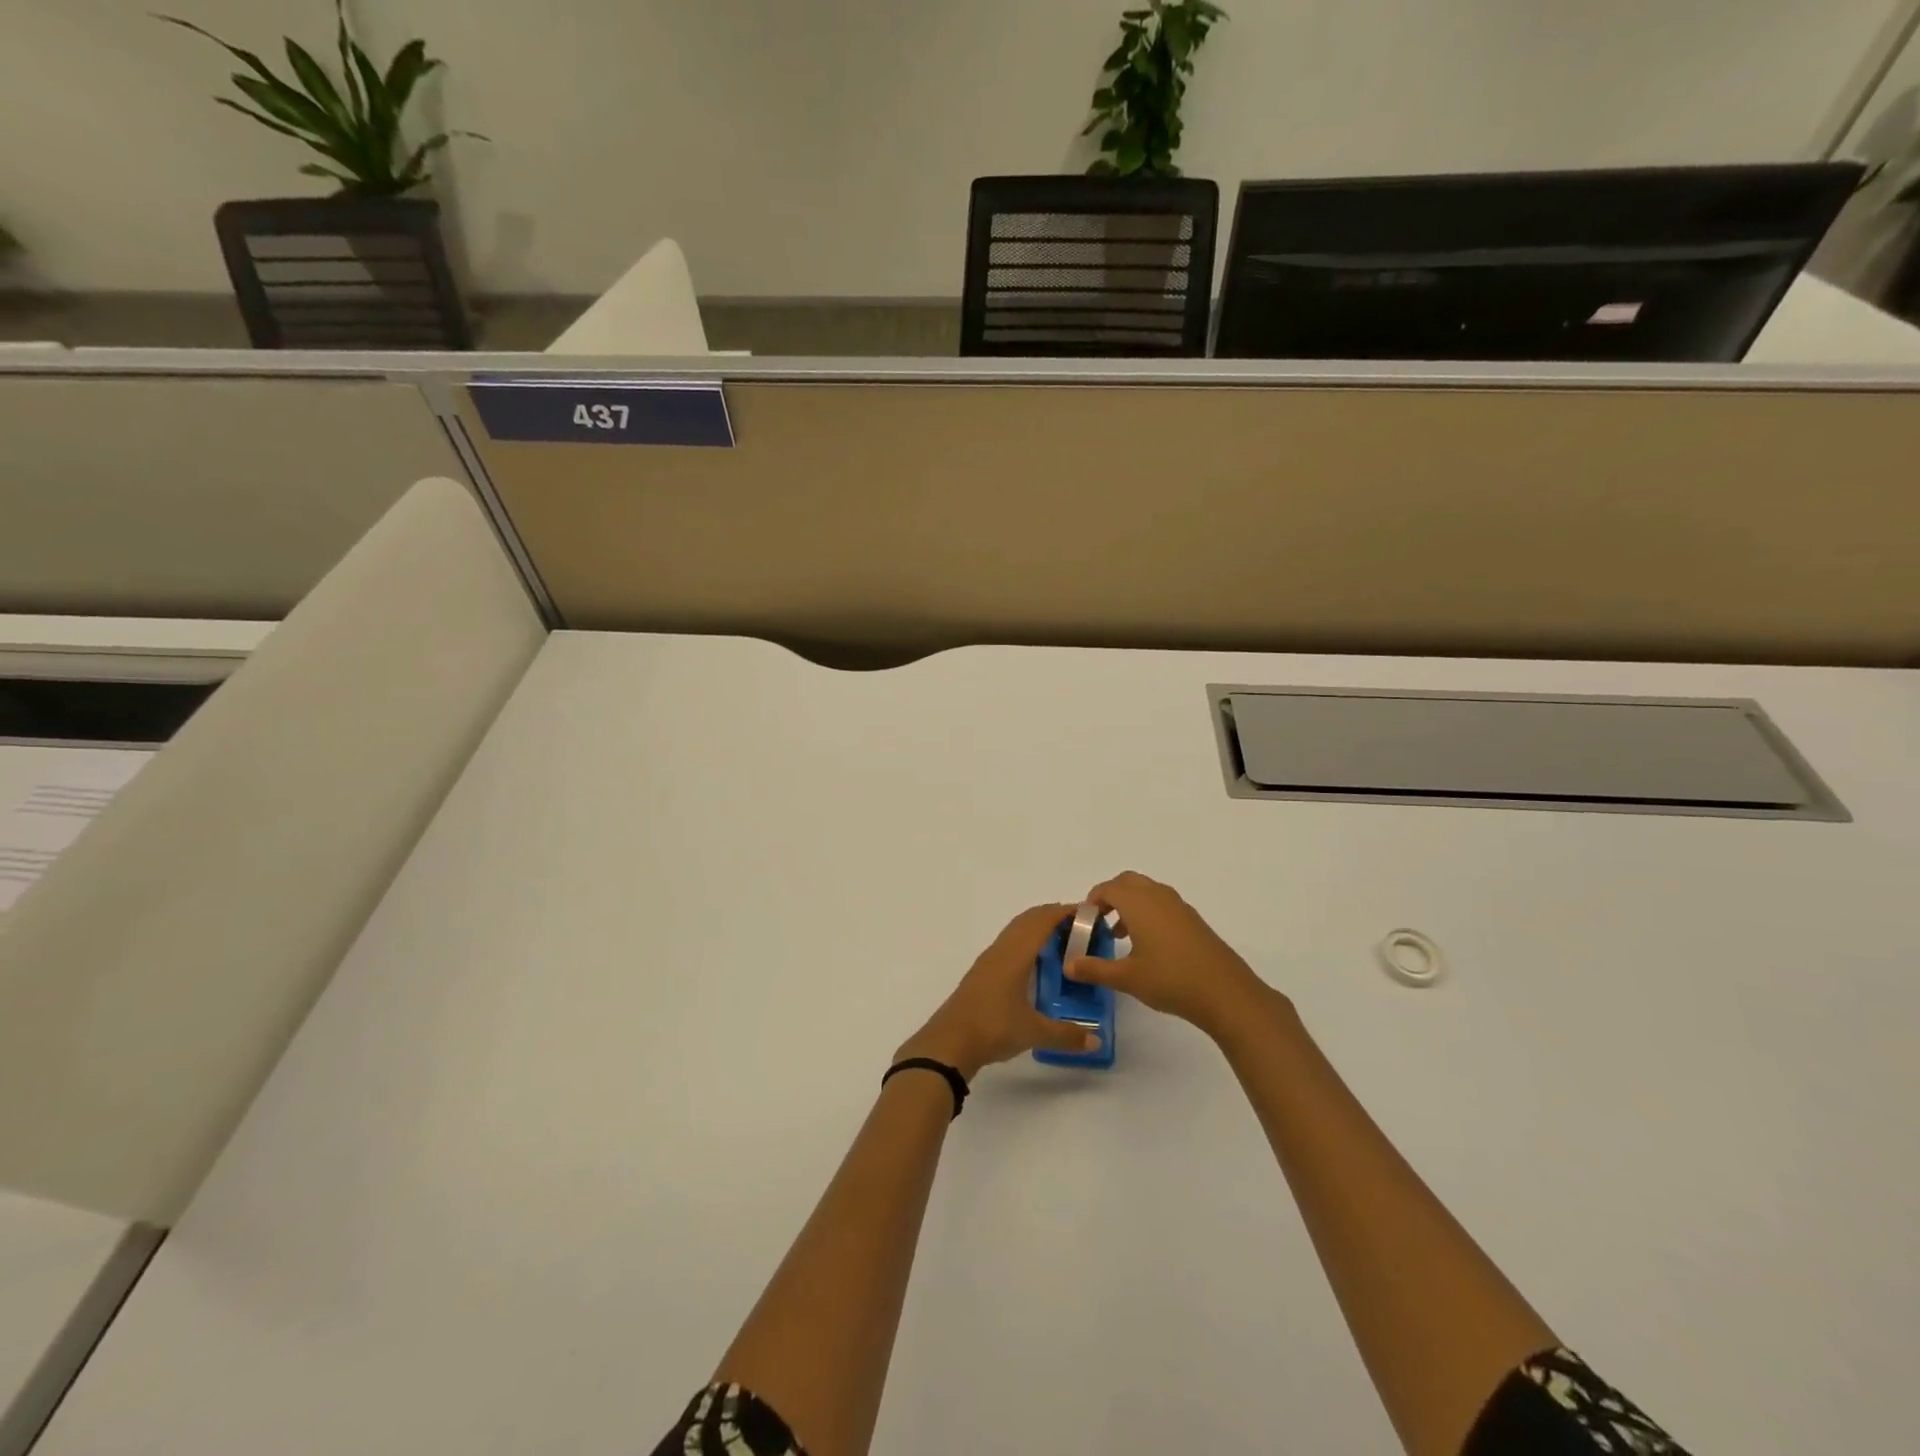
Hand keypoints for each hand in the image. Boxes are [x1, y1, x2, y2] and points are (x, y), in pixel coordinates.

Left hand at [895, 903, 1102, 1080]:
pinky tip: (1032, 963)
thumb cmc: (993, 1028)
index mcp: (1015, 955)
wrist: (949, 1043)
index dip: (1063, 913)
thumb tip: (1097, 1042)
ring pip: (1014, 931)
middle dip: (1051, 916)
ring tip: (1060, 941)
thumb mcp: (1034, 1032)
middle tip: (1079, 926)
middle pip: (1027, 920)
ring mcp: (987, 961)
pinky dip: (1024, 942)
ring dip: (1035, 928)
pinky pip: (1006, 945)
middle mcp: (1001, 951)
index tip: (1087, 914)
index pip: (1041, 921)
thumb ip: (1067, 1035)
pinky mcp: (980, 974)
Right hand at [1065, 871, 1272, 1037]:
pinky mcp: (1193, 920)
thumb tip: (1068, 965)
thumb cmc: (1170, 980)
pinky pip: (1162, 904)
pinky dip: (1148, 913)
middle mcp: (1158, 896)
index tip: (1084, 922)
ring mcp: (1179, 906)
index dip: (1092, 901)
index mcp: (1138, 903)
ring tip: (1120, 936)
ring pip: (1147, 892)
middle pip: (1128, 882)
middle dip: (1110, 897)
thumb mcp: (1126, 978)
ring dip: (1130, 905)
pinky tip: (1148, 946)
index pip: (1107, 888)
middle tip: (1100, 922)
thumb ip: (1094, 969)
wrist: (1225, 993)